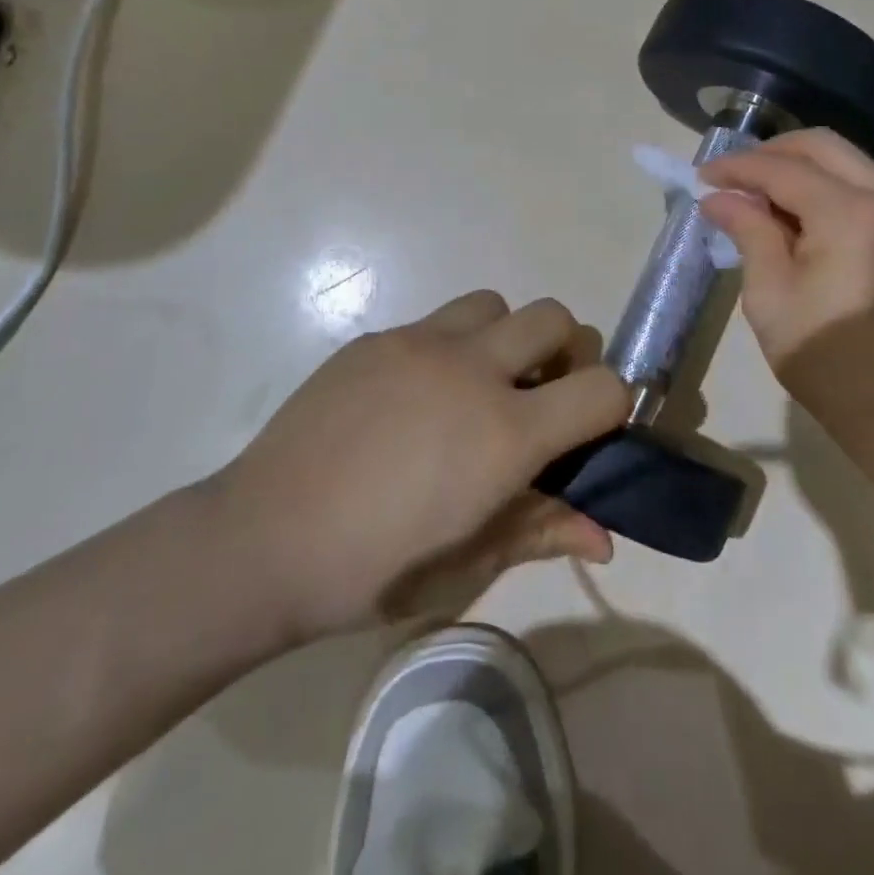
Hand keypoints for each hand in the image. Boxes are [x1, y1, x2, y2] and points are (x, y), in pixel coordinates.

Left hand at [204, 291, 628, 642]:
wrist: (262, 540)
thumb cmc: (372, 569)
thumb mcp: (467, 562)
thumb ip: (542, 531)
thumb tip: (605, 536)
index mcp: (505, 433)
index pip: (602, 387)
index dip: (612, 406)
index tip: (589, 432)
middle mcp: (472, 369)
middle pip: (555, 318)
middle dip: (565, 352)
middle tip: (538, 399)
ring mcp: (419, 343)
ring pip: (494, 304)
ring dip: (505, 336)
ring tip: (476, 386)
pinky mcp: (376, 337)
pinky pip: (435, 321)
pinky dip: (449, 346)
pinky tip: (413, 397)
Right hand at [700, 129, 873, 438]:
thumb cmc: (828, 358)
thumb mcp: (771, 295)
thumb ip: (748, 232)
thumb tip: (718, 197)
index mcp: (852, 213)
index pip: (783, 168)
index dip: (737, 168)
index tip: (700, 178)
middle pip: (821, 146)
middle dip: (770, 154)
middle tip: (730, 179)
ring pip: (844, 161)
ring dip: (797, 168)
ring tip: (756, 197)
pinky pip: (860, 185)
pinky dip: (822, 186)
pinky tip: (792, 214)